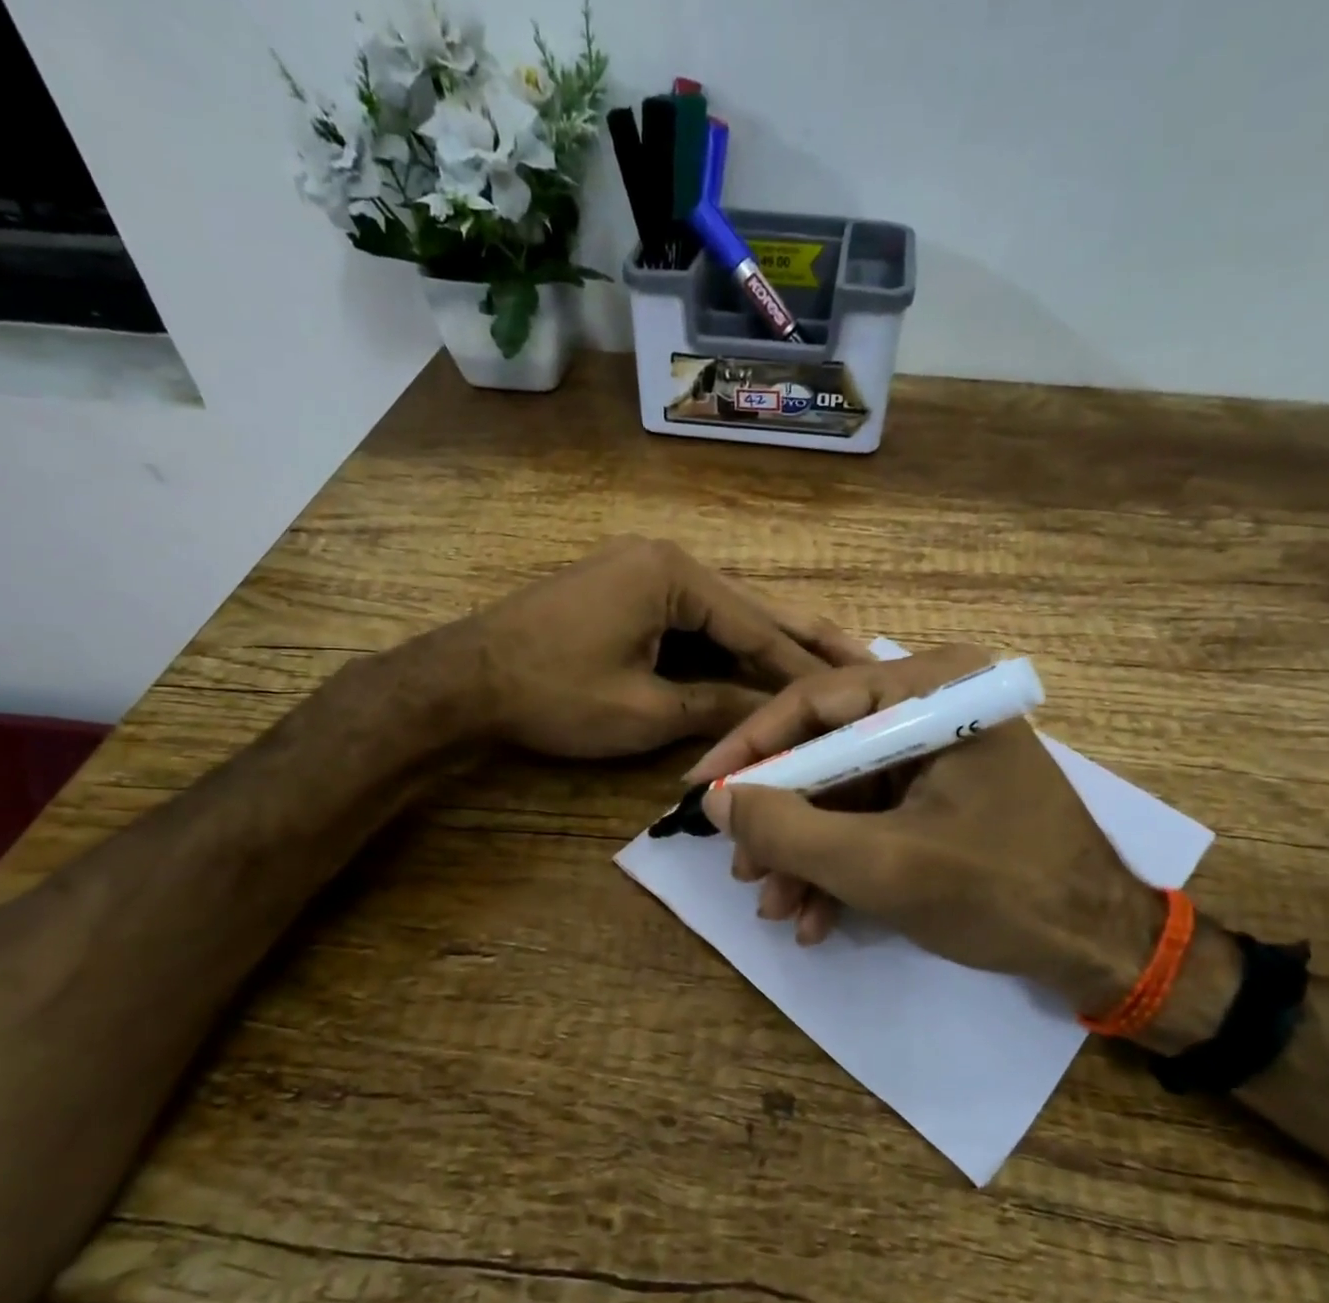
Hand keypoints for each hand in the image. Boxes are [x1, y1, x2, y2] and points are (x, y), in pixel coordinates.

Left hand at [453, 536, 869, 759]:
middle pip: (749, 607)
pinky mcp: (626, 591)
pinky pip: (689, 620)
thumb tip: (774, 718)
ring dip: (764, 644)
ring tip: (824, 664)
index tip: (849, 691)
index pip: (755, 625)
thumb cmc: (553, 695)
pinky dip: (722, 647)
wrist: (463, 681)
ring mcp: (642, 571)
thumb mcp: (643, 710)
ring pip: (721, 614)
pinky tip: (756, 664)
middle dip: (802, 639)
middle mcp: (666, 559)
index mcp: (673, 574)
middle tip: (864, 657)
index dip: (800, 667)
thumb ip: (716, 706)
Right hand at [686, 647, 1164, 1012]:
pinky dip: (841, 863)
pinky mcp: (939, 792)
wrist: (1099, 948)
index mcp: (935, 691)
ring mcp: (938, 751)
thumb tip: (716, 800)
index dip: (750, 749)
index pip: (815, 701)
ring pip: (842, 791)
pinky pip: (871, 815)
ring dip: (805, 853)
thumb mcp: (881, 865)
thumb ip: (790, 829)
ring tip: (777, 907)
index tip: (700, 791)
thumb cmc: (1001, 892)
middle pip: (826, 750)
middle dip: (782, 819)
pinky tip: (817, 917)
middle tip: (742, 869)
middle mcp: (935, 706)